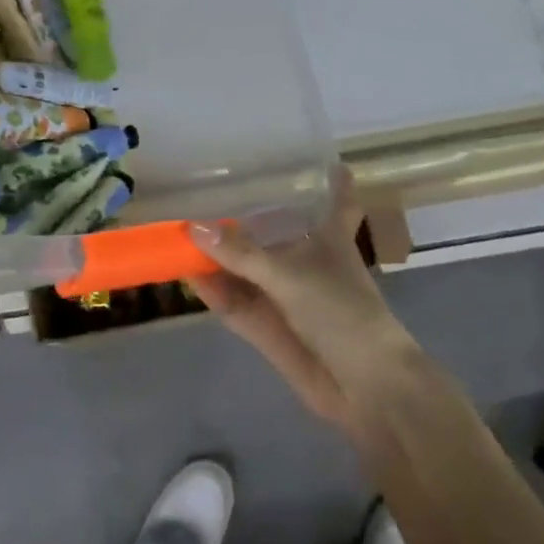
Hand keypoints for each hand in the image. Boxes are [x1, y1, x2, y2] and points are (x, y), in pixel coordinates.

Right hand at [188, 170, 416, 426]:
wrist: (363, 385)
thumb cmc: (341, 311)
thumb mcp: (290, 275)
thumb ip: (241, 253)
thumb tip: (194, 227)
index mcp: (329, 237)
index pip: (338, 199)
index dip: (336, 179)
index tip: (327, 158)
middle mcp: (307, 260)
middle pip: (275, 231)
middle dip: (246, 216)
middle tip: (208, 186)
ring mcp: (286, 294)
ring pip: (248, 267)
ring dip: (219, 255)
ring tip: (180, 228)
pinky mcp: (269, 327)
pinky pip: (236, 301)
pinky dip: (213, 290)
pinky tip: (186, 274)